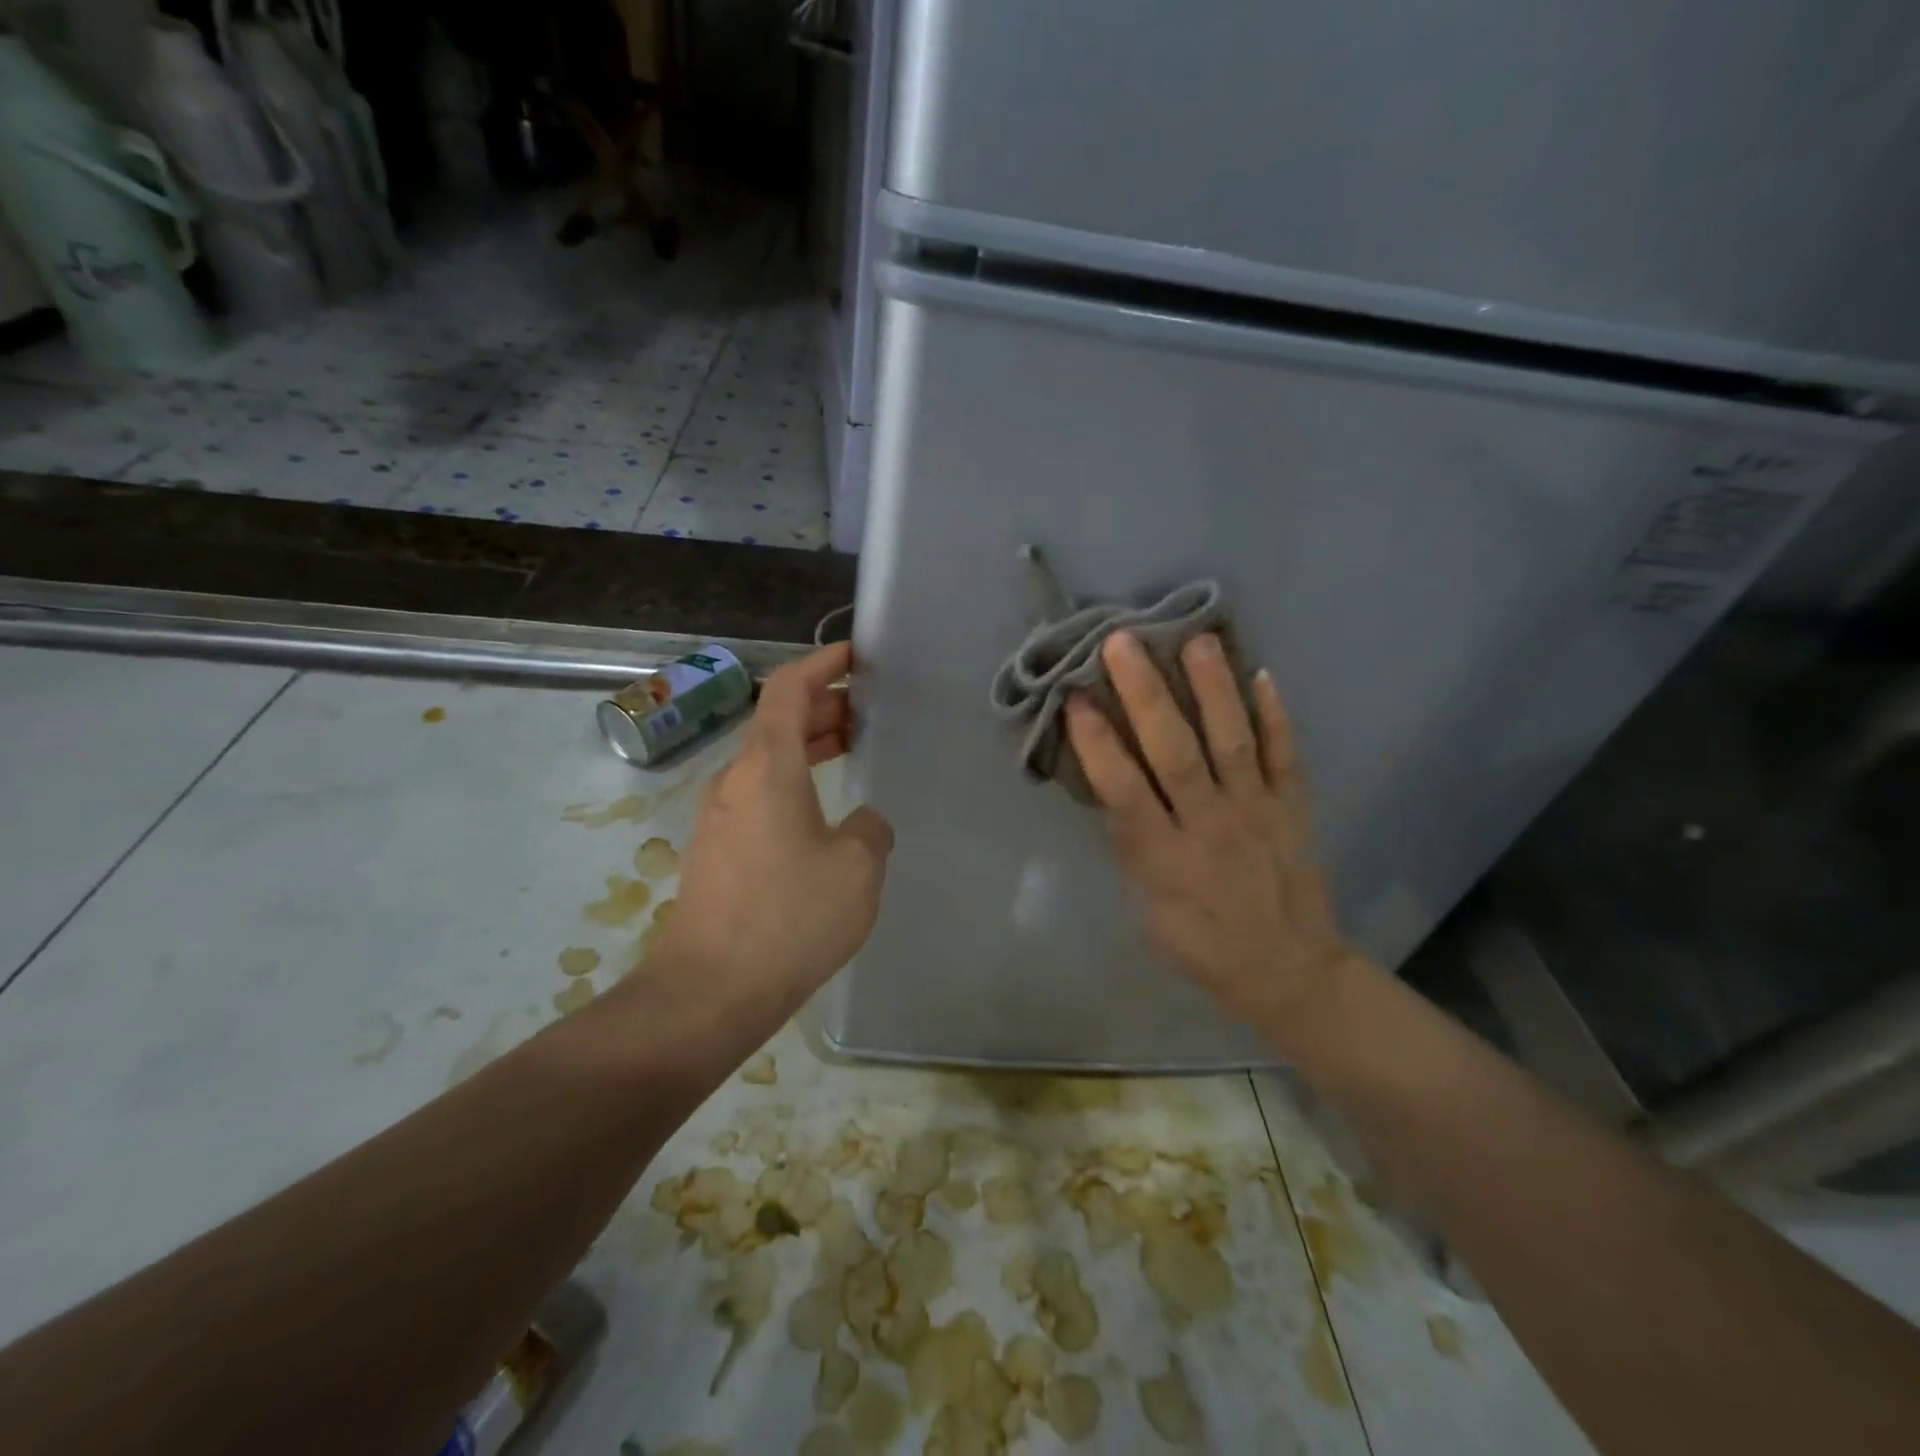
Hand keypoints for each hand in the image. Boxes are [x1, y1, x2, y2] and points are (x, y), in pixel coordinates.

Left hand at [647, 642, 894, 1026]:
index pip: (788, 688)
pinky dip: (795, 781)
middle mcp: (736, 779)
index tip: (854, 655)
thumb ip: (871, 829)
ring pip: (768, 760)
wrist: (709, 991)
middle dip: (823, 706)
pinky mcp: (718, 850)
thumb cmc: (789, 917)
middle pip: (777, 721)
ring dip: (809, 745)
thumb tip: (863, 824)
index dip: (820, 663)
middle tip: (869, 708)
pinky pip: (760, 794)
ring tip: (853, 747)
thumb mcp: (858, 868)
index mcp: (767, 766)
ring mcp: (720, 816)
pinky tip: (826, 811)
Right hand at [1064, 631, 1354, 1037]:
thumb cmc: (1203, 946)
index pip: (1125, 792)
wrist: (1290, 972)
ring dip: (1213, 689)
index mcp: (1167, 860)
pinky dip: (1277, 716)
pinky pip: (1286, 756)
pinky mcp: (1293, 808)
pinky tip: (1263, 674)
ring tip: (1196, 638)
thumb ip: (1131, 849)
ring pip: (1233, 742)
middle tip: (1122, 642)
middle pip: (1177, 753)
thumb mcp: (1148, 913)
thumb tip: (1108, 789)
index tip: (1075, 698)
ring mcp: (1258, 812)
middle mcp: (1212, 827)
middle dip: (1147, 696)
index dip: (1098, 744)